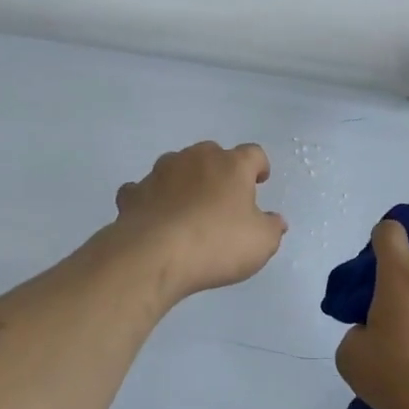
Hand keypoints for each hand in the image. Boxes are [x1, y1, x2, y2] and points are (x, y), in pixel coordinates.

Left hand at [107, 141, 287, 306]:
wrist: (154, 256)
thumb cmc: (217, 243)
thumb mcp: (260, 242)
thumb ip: (271, 228)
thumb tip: (275, 221)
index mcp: (231, 165)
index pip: (253, 153)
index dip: (259, 166)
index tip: (260, 181)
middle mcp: (195, 159)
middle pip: (212, 154)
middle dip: (219, 170)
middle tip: (223, 197)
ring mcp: (160, 173)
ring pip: (176, 166)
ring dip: (184, 181)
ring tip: (187, 208)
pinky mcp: (133, 193)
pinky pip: (144, 189)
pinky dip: (151, 199)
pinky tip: (154, 216)